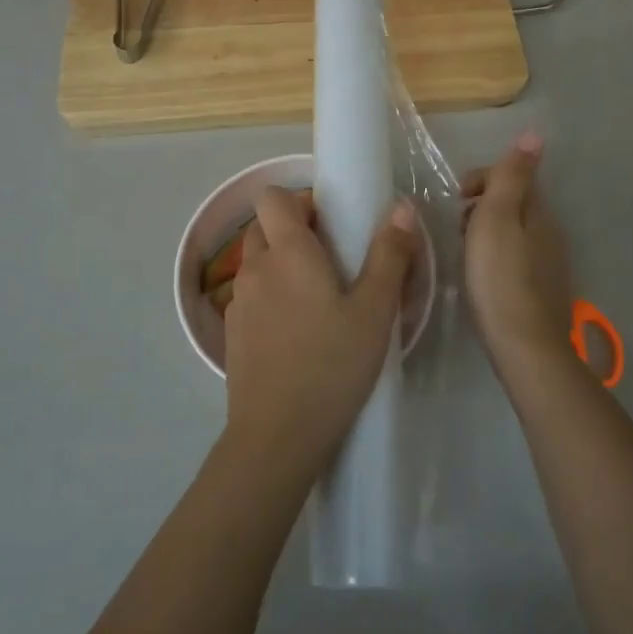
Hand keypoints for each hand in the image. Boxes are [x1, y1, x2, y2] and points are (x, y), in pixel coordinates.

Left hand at [222, 186, 417, 484]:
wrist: (277, 436)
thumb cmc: (332, 365)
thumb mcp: (375, 311)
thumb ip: (389, 255)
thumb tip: (400, 206)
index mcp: (288, 253)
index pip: (272, 197)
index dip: (298, 200)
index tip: (329, 222)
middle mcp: (255, 269)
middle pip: (263, 228)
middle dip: (293, 232)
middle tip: (332, 260)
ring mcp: (237, 303)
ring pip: (256, 264)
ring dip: (281, 266)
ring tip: (317, 299)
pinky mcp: (231, 334)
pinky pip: (250, 297)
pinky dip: (270, 298)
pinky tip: (297, 334)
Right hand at [462, 131, 573, 375]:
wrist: (525, 347)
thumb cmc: (500, 278)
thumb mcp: (497, 219)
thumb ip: (512, 176)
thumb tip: (535, 133)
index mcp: (538, 212)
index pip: (512, 176)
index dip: (479, 179)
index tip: (455, 201)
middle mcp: (550, 232)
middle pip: (513, 203)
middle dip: (481, 206)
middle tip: (455, 229)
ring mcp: (549, 263)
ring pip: (514, 232)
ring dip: (487, 231)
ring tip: (463, 253)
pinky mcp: (542, 290)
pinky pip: (516, 257)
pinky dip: (495, 256)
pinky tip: (482, 277)